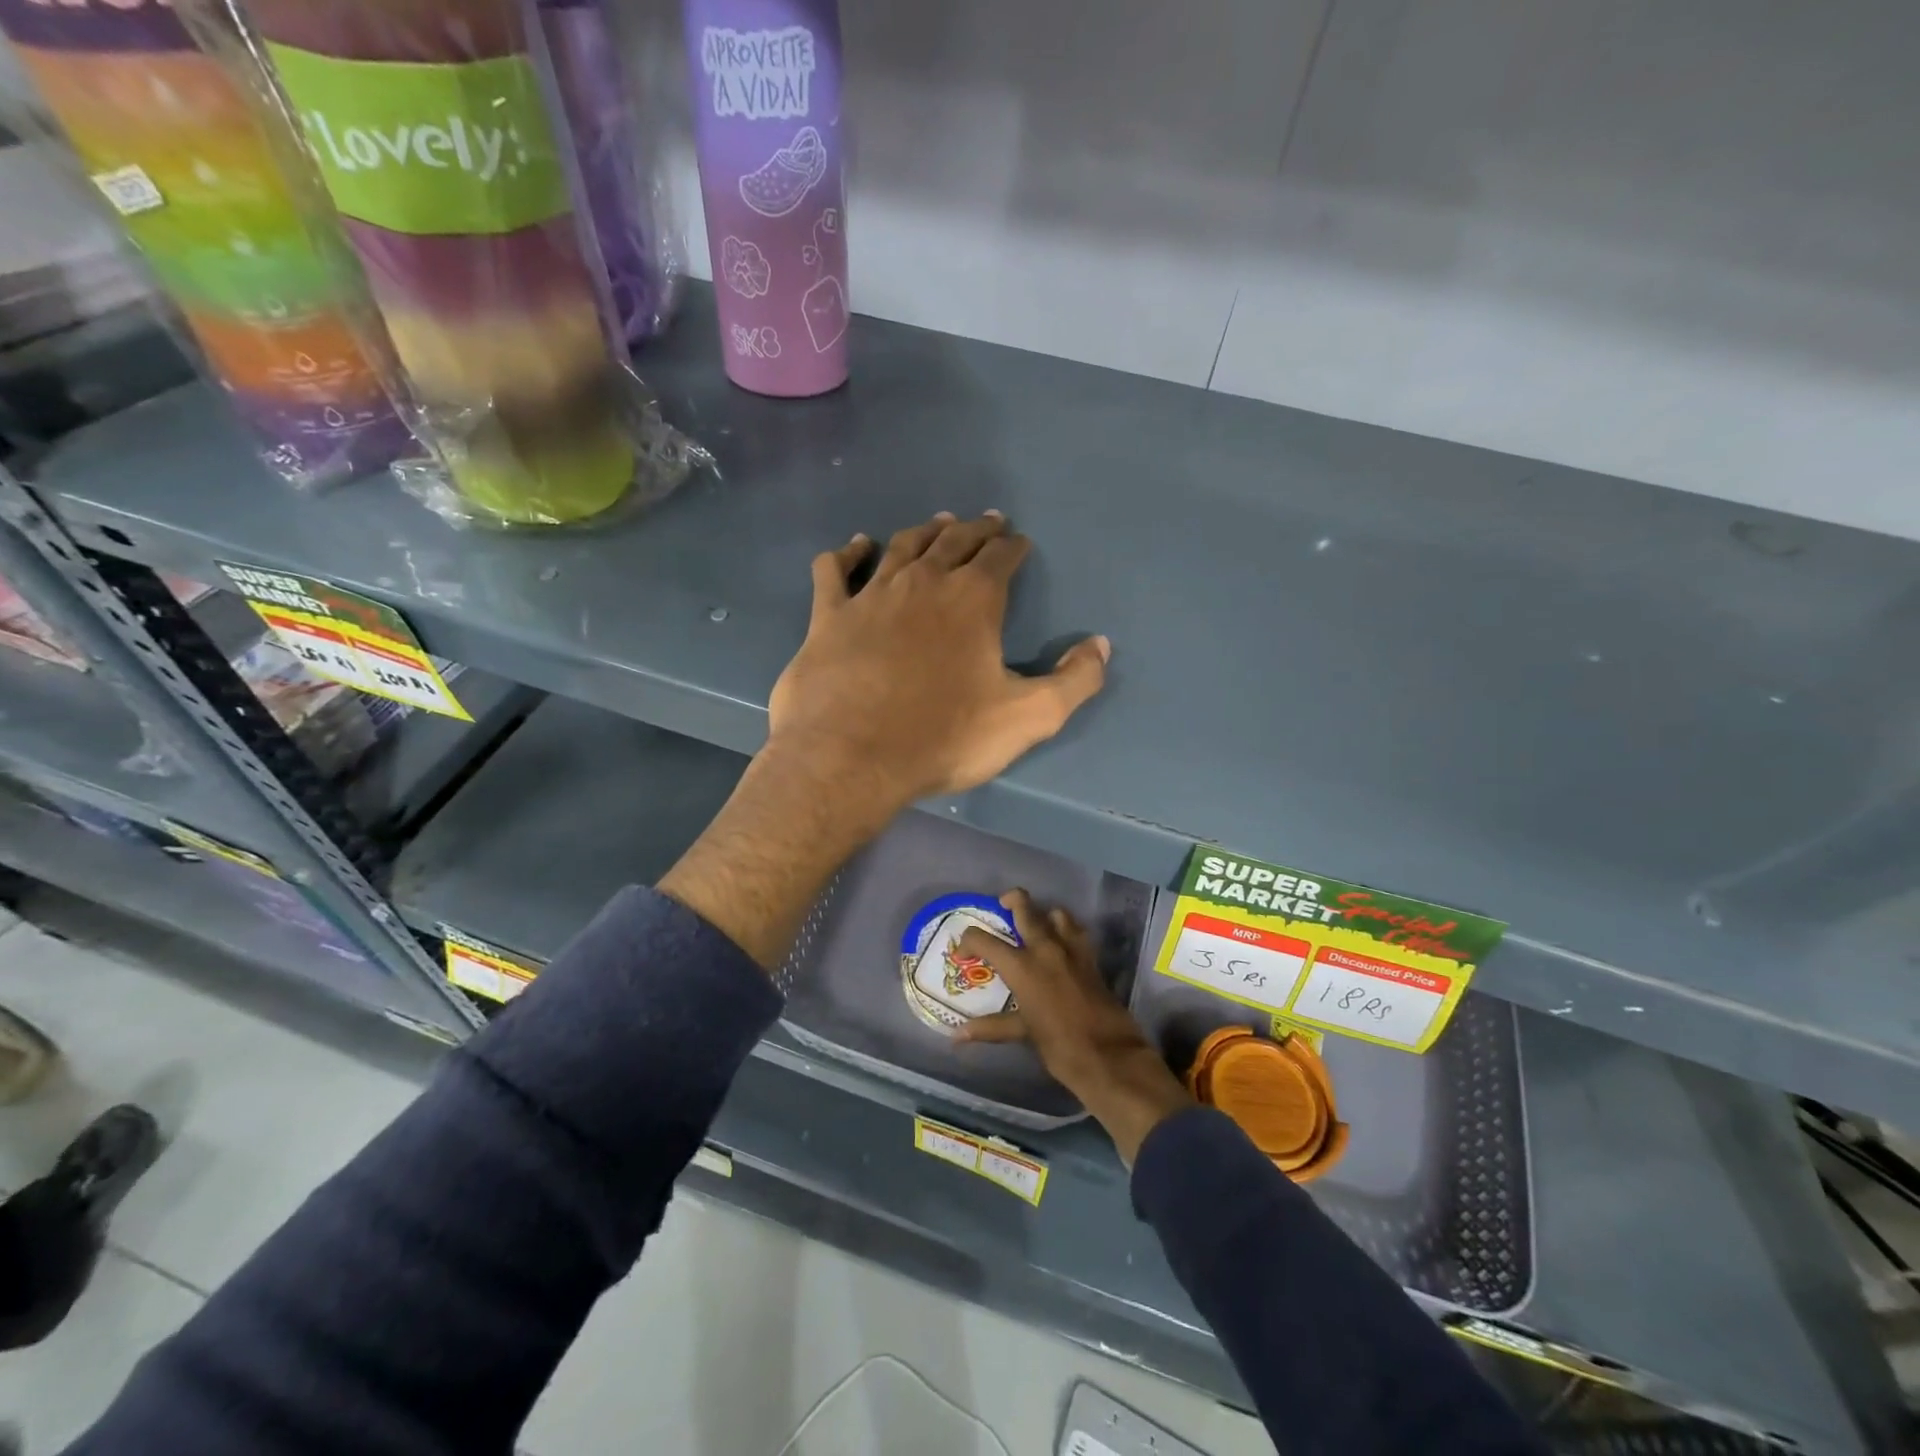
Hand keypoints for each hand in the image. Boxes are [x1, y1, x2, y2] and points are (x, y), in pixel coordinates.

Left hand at [661, 515, 1105, 971]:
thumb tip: (1101, 645)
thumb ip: (1074, 681)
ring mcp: (871, 595)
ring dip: (923, 532)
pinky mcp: (828, 615)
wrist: (852, 758)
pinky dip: (846, 553)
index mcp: (973, 600)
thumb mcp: (1029, 717)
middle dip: (974, 530)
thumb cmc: (944, 737)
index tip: (1018, 541)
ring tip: (937, 524)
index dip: (1013, 546)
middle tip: (986, 522)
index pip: (1000, 557)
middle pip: (953, 541)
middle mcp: (923, 583)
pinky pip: (835, 569)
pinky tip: (854, 546)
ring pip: (901, 547)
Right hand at [956, 890, 1192, 1164]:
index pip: (985, 940)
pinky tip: (1061, 946)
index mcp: (1022, 966)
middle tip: (1002, 906)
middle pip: (1026, 909)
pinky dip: (1066, 930)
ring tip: (1035, 926)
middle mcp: (1045, 948)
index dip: (969, 940)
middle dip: (1011, 901)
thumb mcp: (1023, 1034)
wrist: (1109, 1055)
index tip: (963, 950)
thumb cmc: (1060, 1046)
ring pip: (1056, 914)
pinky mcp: (1091, 958)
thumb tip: (958, 1035)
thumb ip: (991, 1027)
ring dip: (1044, 914)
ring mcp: (1072, 950)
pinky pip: (1077, 931)